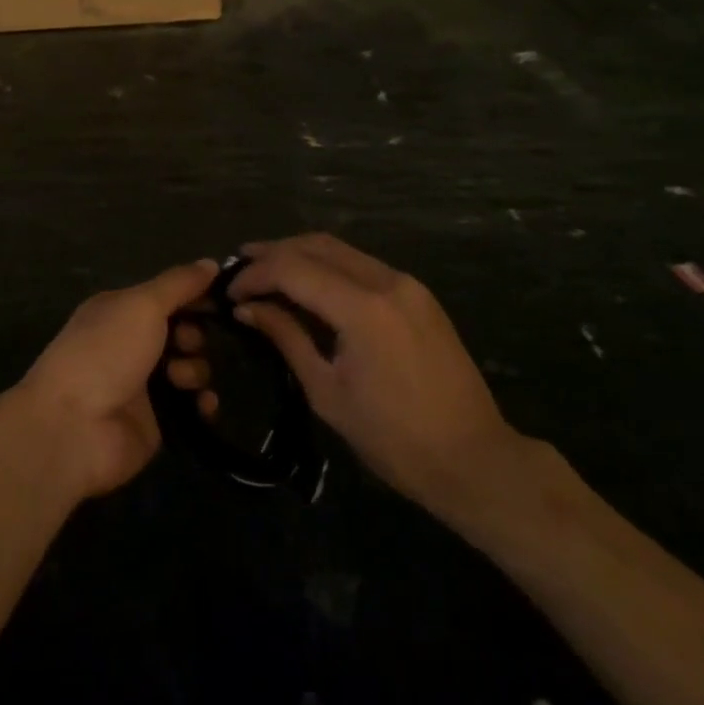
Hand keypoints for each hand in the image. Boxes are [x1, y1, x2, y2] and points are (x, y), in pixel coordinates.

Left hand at [16, 259, 217, 497]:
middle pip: (183, 331)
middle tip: (186, 344)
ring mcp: (144, 385)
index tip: (224, 298)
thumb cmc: (105, 352)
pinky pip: (191, 407)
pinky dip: (202, 404)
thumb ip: (179, 283)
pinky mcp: (156, 422)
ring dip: (196, 370)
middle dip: (195, 335)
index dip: (195, 294)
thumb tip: (211, 263)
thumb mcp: (142, 305)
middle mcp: (132, 344)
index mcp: (121, 310)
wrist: (73, 428)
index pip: (167, 294)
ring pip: (190, 368)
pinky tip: (203, 405)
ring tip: (181, 380)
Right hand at [171, 235, 520, 518]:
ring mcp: (407, 283)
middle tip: (240, 267)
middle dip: (274, 252)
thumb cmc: (393, 439)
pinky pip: (362, 265)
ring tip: (267, 271)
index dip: (255, 274)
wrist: (474, 459)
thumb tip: (248, 309)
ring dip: (301, 255)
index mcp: (362, 308)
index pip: (293, 269)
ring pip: (341, 249)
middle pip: (317, 245)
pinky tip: (309, 285)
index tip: (229, 291)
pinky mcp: (418, 294)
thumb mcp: (327, 392)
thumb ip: (287, 338)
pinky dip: (329, 267)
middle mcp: (386, 281)